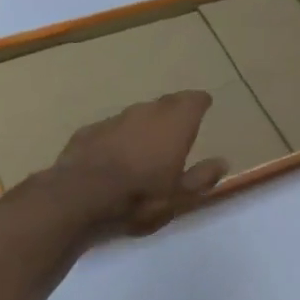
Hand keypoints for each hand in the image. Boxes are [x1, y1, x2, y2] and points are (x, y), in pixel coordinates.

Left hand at [45, 91, 227, 234]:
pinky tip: (114, 156)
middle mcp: (146, 113)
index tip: (204, 105)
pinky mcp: (87, 132)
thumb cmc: (138, 198)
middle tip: (179, 124)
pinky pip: (111, 129)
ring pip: (136, 115)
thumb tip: (222, 162)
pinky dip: (118, 138)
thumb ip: (202, 177)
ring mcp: (114, 120)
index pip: (193, 100)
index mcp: (174, 125)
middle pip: (165, 103)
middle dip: (175, 110)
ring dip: (144, 125)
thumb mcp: (180, 197)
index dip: (200, 102)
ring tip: (147, 143)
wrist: (77, 199)